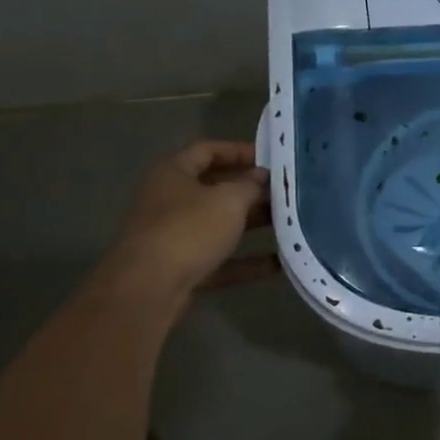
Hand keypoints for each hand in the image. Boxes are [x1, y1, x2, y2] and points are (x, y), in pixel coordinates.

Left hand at [104, 140, 275, 299]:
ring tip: (290, 222)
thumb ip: (250, 185)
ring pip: (220, 225)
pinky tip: (280, 263)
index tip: (272, 159)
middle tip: (286, 192)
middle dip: (252, 190)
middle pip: (215, 188)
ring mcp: (174, 236)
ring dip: (253, 224)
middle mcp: (169, 201)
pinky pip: (221, 259)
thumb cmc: (189, 230)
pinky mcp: (182, 269)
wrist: (149, 289)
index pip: (207, 151)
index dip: (240, 151)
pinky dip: (247, 260)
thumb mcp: (228, 200)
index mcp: (173, 173)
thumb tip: (260, 176)